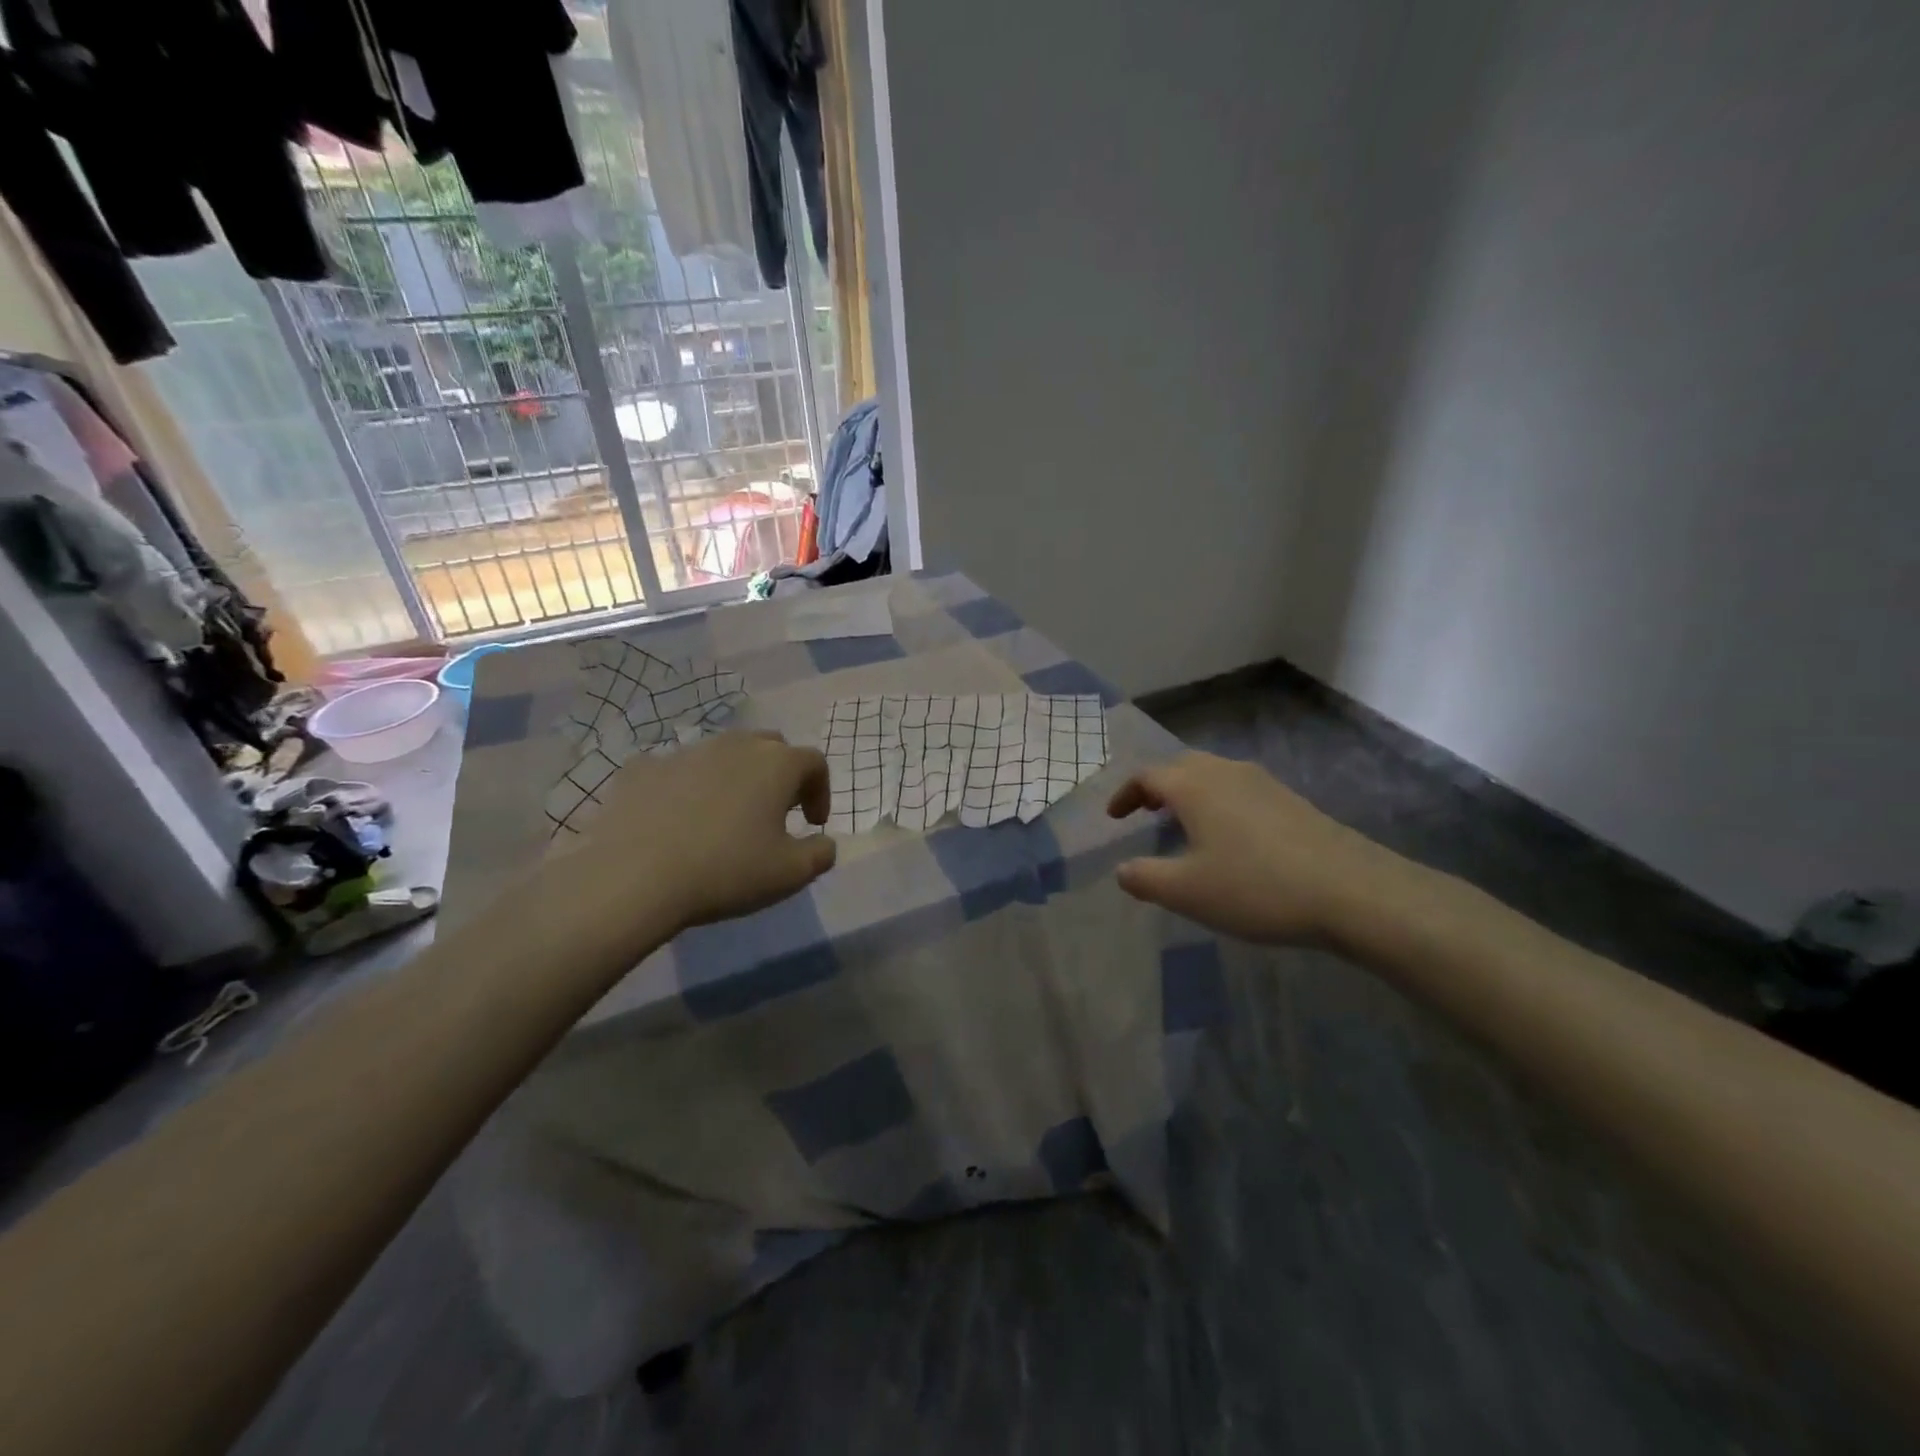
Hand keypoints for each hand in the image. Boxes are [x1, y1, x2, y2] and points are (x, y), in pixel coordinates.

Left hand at [560, 732, 836, 955]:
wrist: (632, 876)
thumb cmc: (726, 871)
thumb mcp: (791, 874)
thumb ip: (820, 853)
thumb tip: (823, 842)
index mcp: (776, 764)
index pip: (814, 762)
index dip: (821, 791)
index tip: (813, 823)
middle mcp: (734, 745)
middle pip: (770, 747)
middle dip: (780, 774)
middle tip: (775, 811)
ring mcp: (685, 752)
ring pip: (722, 755)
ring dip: (734, 778)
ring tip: (725, 817)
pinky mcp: (643, 767)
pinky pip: (676, 771)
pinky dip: (687, 788)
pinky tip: (677, 820)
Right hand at [1107, 752, 1406, 944]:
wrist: (1351, 891)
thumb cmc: (1256, 887)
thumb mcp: (1187, 892)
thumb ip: (1145, 878)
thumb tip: (1123, 869)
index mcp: (1194, 786)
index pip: (1147, 776)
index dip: (1125, 795)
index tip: (1114, 817)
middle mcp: (1226, 772)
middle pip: (1181, 767)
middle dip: (1157, 786)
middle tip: (1145, 811)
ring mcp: (1263, 783)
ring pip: (1213, 775)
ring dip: (1189, 792)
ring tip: (1183, 822)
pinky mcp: (1291, 800)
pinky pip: (1239, 789)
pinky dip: (1218, 802)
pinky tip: (1229, 836)